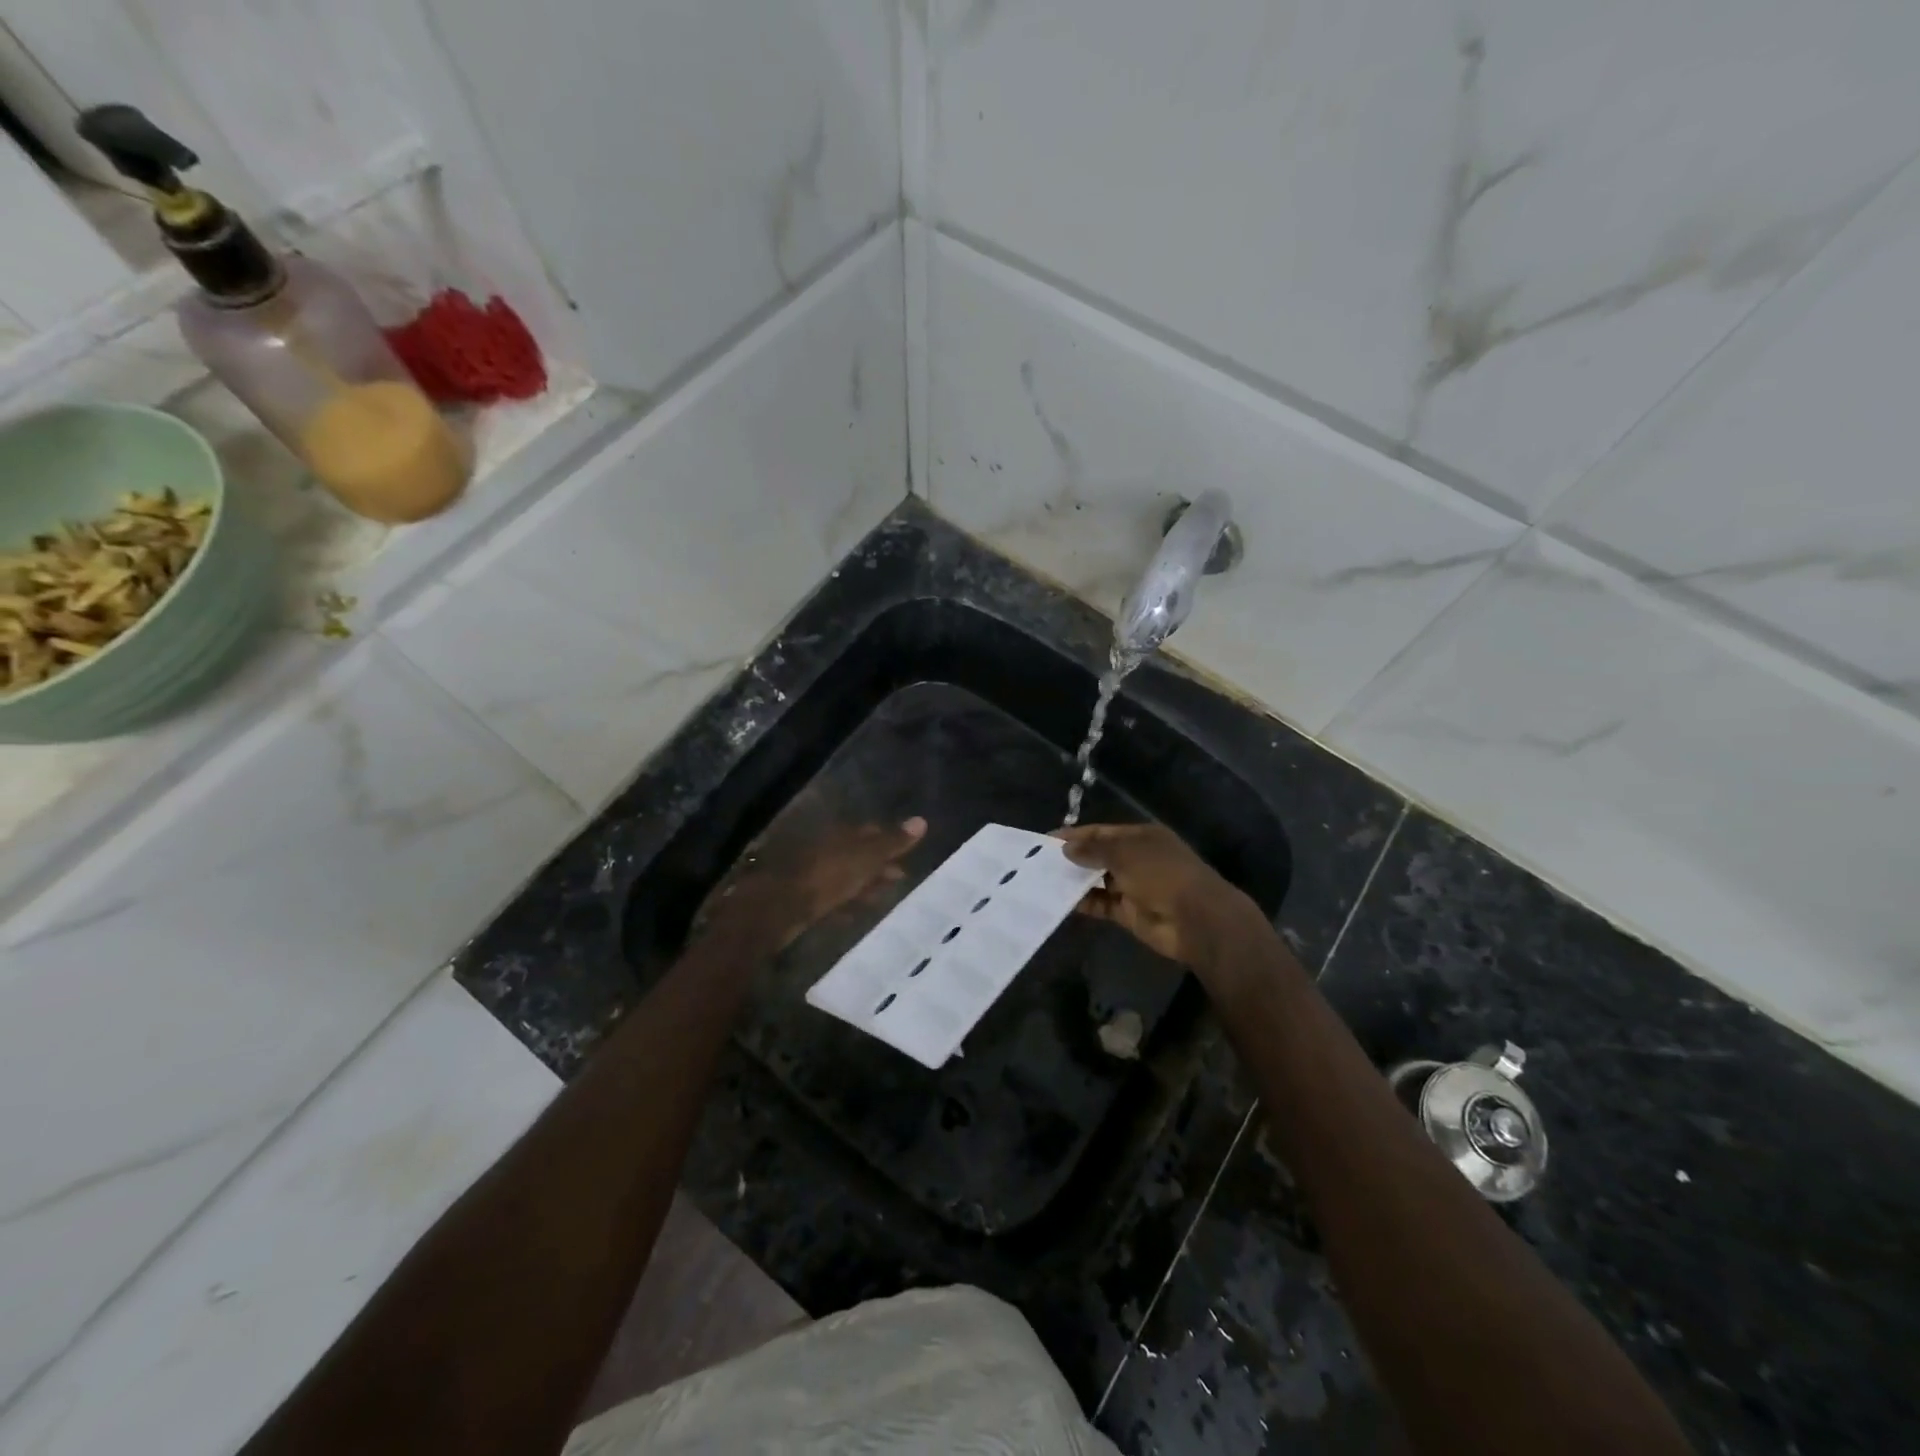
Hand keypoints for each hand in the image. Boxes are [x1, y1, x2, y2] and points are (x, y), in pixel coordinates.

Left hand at [699, 815, 926, 953]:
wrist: (778, 906)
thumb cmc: (826, 876)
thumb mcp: (866, 858)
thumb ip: (892, 843)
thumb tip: (922, 821)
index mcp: (840, 835)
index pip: (869, 832)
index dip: (888, 841)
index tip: (906, 853)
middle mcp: (825, 849)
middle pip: (856, 855)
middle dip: (877, 864)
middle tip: (900, 877)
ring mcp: (811, 874)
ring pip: (844, 877)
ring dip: (863, 885)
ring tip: (883, 898)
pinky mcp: (801, 899)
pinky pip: (830, 899)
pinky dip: (844, 904)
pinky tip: (854, 916)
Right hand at [1054, 822, 1266, 974]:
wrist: (1196, 920)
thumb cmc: (1162, 874)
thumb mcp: (1125, 854)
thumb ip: (1093, 850)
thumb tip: (1066, 848)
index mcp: (1141, 837)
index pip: (1102, 832)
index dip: (1076, 834)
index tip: (1046, 840)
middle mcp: (1137, 859)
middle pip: (1099, 855)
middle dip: (1073, 857)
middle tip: (1039, 862)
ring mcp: (1134, 886)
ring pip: (1098, 881)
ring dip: (1076, 881)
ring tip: (1044, 881)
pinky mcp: (1129, 912)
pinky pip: (1102, 904)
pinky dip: (1084, 903)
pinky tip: (1061, 901)